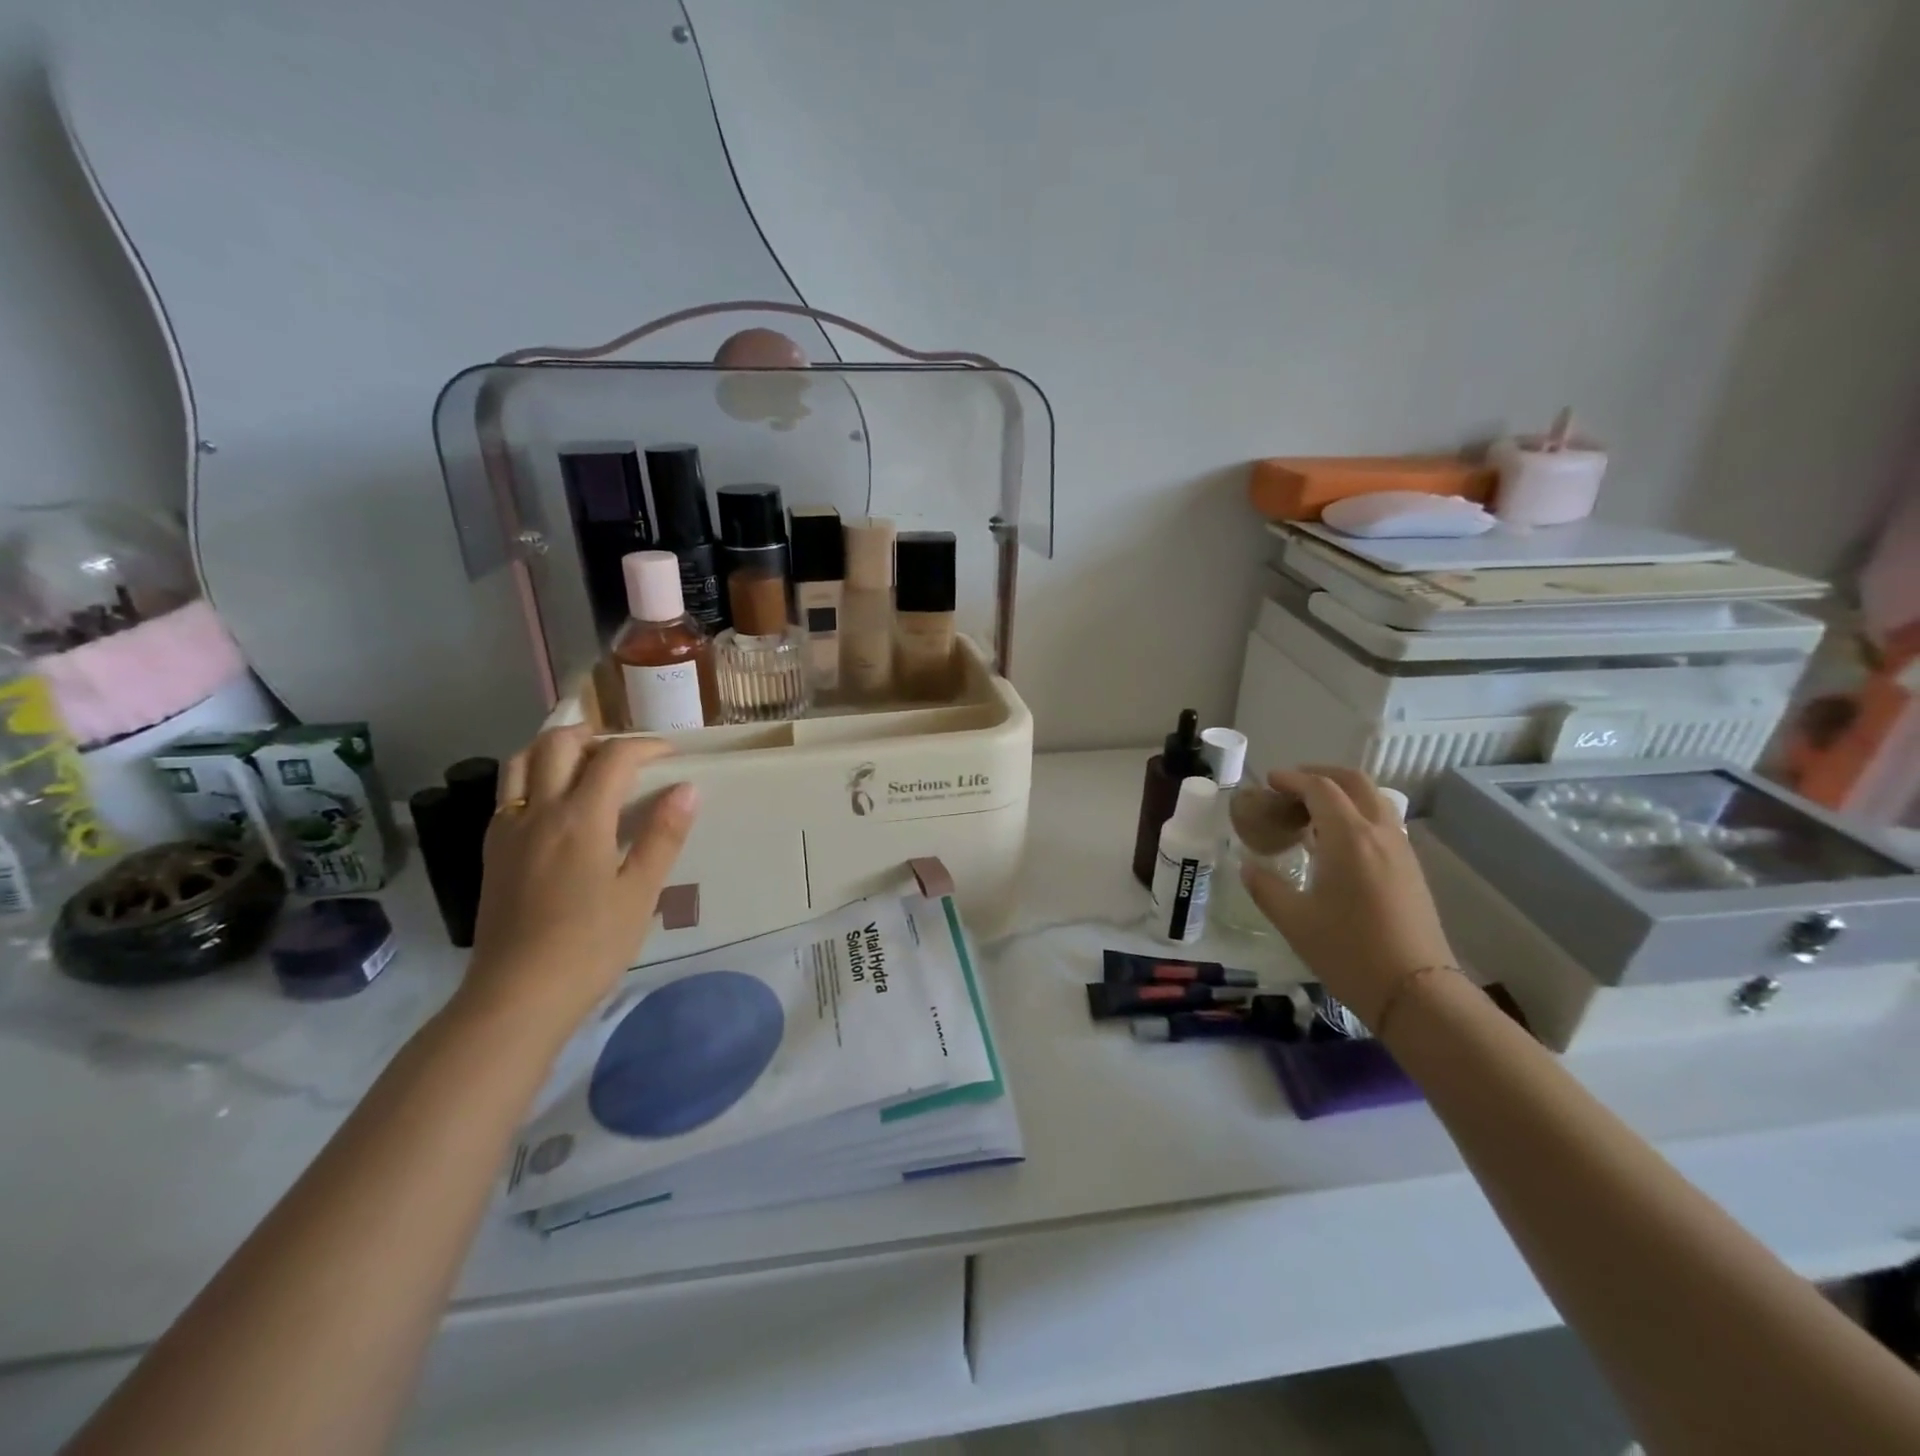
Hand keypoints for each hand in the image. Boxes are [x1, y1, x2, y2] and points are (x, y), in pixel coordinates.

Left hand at [462, 726, 698, 1030]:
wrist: (517, 995)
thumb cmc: (590, 946)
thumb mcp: (640, 893)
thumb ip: (663, 835)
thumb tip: (687, 788)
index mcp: (581, 819)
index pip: (614, 757)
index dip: (646, 746)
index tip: (671, 756)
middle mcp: (538, 811)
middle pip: (558, 743)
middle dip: (596, 735)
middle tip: (626, 753)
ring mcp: (508, 829)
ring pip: (522, 761)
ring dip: (557, 749)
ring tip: (587, 765)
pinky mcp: (492, 851)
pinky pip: (509, 792)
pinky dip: (534, 777)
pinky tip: (556, 805)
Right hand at [1241, 766, 1455, 1028]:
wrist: (1415, 992)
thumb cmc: (1348, 952)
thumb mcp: (1293, 920)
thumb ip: (1265, 886)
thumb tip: (1248, 866)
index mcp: (1349, 838)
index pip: (1320, 788)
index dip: (1292, 779)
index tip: (1268, 783)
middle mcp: (1380, 833)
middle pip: (1354, 782)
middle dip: (1320, 774)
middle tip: (1290, 787)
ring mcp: (1401, 850)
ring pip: (1374, 799)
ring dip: (1341, 794)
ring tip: (1311, 813)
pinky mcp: (1411, 869)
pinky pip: (1383, 822)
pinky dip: (1357, 814)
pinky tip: (1337, 843)